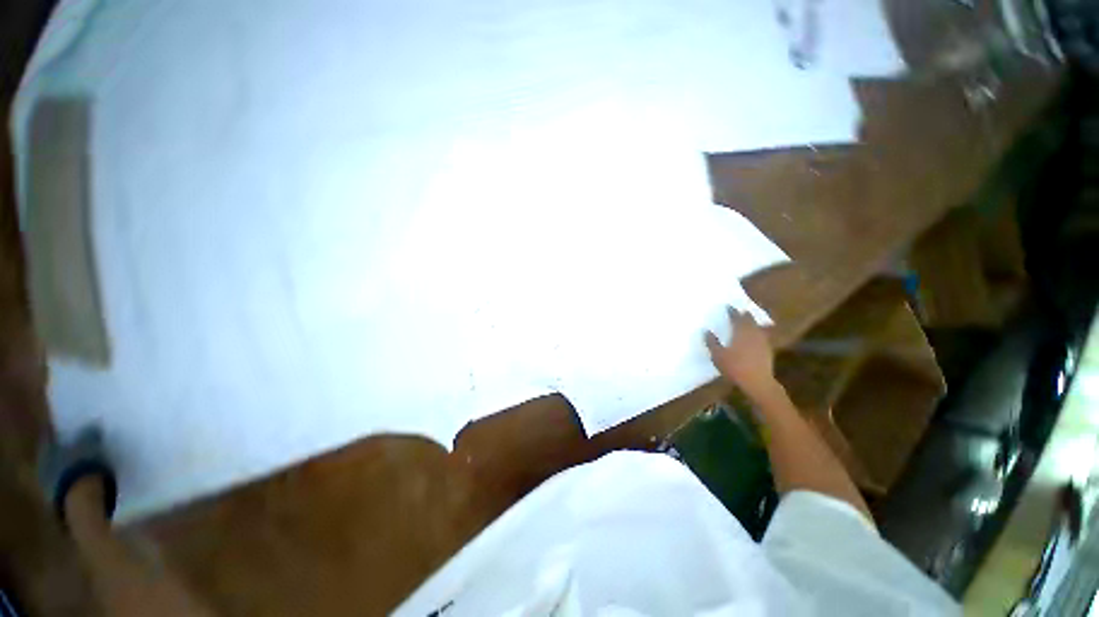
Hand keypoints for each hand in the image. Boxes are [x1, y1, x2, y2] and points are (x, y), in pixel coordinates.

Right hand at [705, 307, 777, 400]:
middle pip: (750, 320)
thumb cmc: (734, 367)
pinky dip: (760, 332)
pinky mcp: (768, 350)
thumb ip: (712, 342)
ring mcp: (762, 342)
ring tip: (751, 321)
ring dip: (754, 323)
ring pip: (759, 327)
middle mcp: (753, 333)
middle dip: (745, 315)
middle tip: (741, 311)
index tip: (728, 306)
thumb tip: (706, 331)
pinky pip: (764, 336)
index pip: (736, 318)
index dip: (732, 311)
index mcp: (740, 332)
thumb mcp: (717, 355)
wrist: (757, 382)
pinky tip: (758, 336)